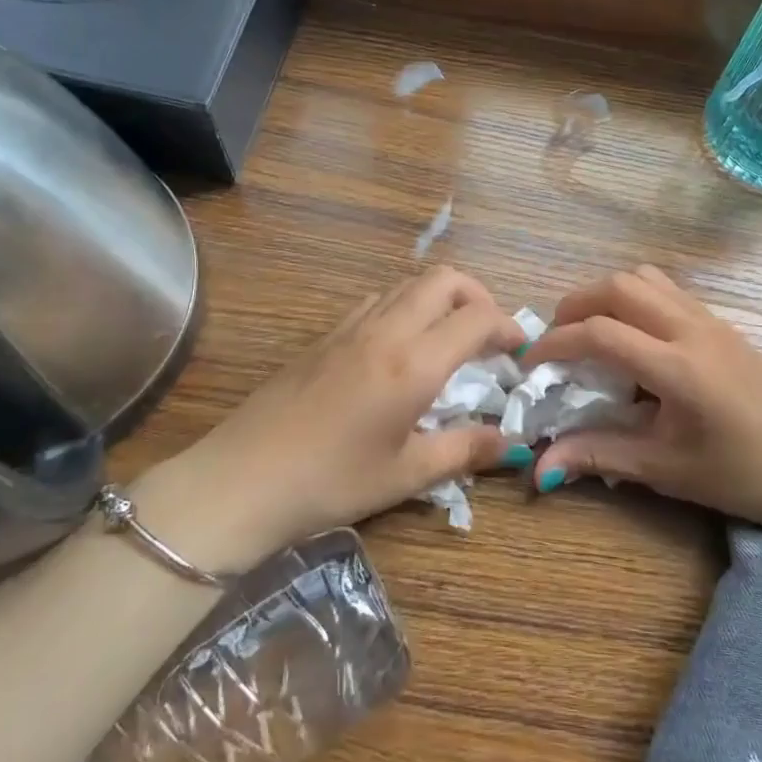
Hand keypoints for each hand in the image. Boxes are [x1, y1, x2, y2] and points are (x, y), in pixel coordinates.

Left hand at [146, 268, 527, 567]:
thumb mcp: (406, 474)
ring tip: (448, 339)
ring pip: (408, 283)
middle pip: (444, 279)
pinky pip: (378, 300)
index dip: (507, 326)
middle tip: (488, 334)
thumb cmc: (331, 482)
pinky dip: (405, 306)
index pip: (477, 318)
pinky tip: (400, 348)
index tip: (519, 350)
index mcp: (413, 363)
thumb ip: (465, 451)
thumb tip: (513, 444)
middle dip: (478, 296)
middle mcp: (386, 330)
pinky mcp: (324, 336)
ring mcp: (350, 327)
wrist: (242, 481)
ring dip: (440, 298)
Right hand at [519, 265, 761, 531]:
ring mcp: (709, 319)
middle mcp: (691, 330)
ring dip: (606, 295)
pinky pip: (666, 289)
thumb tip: (539, 467)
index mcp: (677, 368)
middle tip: (558, 340)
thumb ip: (597, 455)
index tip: (532, 365)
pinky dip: (634, 298)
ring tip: (591, 332)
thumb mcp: (662, 470)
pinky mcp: (720, 321)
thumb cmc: (737, 475)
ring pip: (643, 278)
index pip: (599, 333)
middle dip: (575, 305)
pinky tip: (632, 337)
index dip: (555, 343)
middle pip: (618, 286)